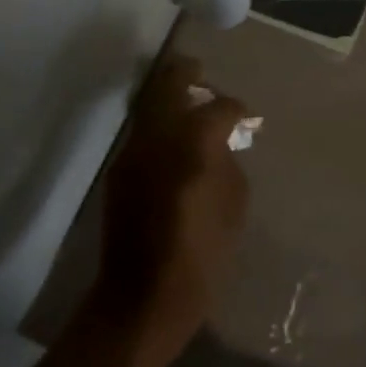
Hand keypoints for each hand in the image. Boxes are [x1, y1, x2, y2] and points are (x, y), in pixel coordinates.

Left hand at [86, 55, 249, 366]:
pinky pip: (142, 131)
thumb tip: (223, 142)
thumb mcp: (234, 205)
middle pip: (170, 83)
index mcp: (195, 141)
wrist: (143, 297)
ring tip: (185, 99)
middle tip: (200, 70)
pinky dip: (157, 123)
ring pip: (150, 103)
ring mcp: (134, 149)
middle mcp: (159, 134)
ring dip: (167, 95)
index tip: (245, 117)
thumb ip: (229, 161)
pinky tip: (171, 138)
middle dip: (187, 72)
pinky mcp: (119, 169)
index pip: (220, 107)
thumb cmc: (202, 254)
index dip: (236, 108)